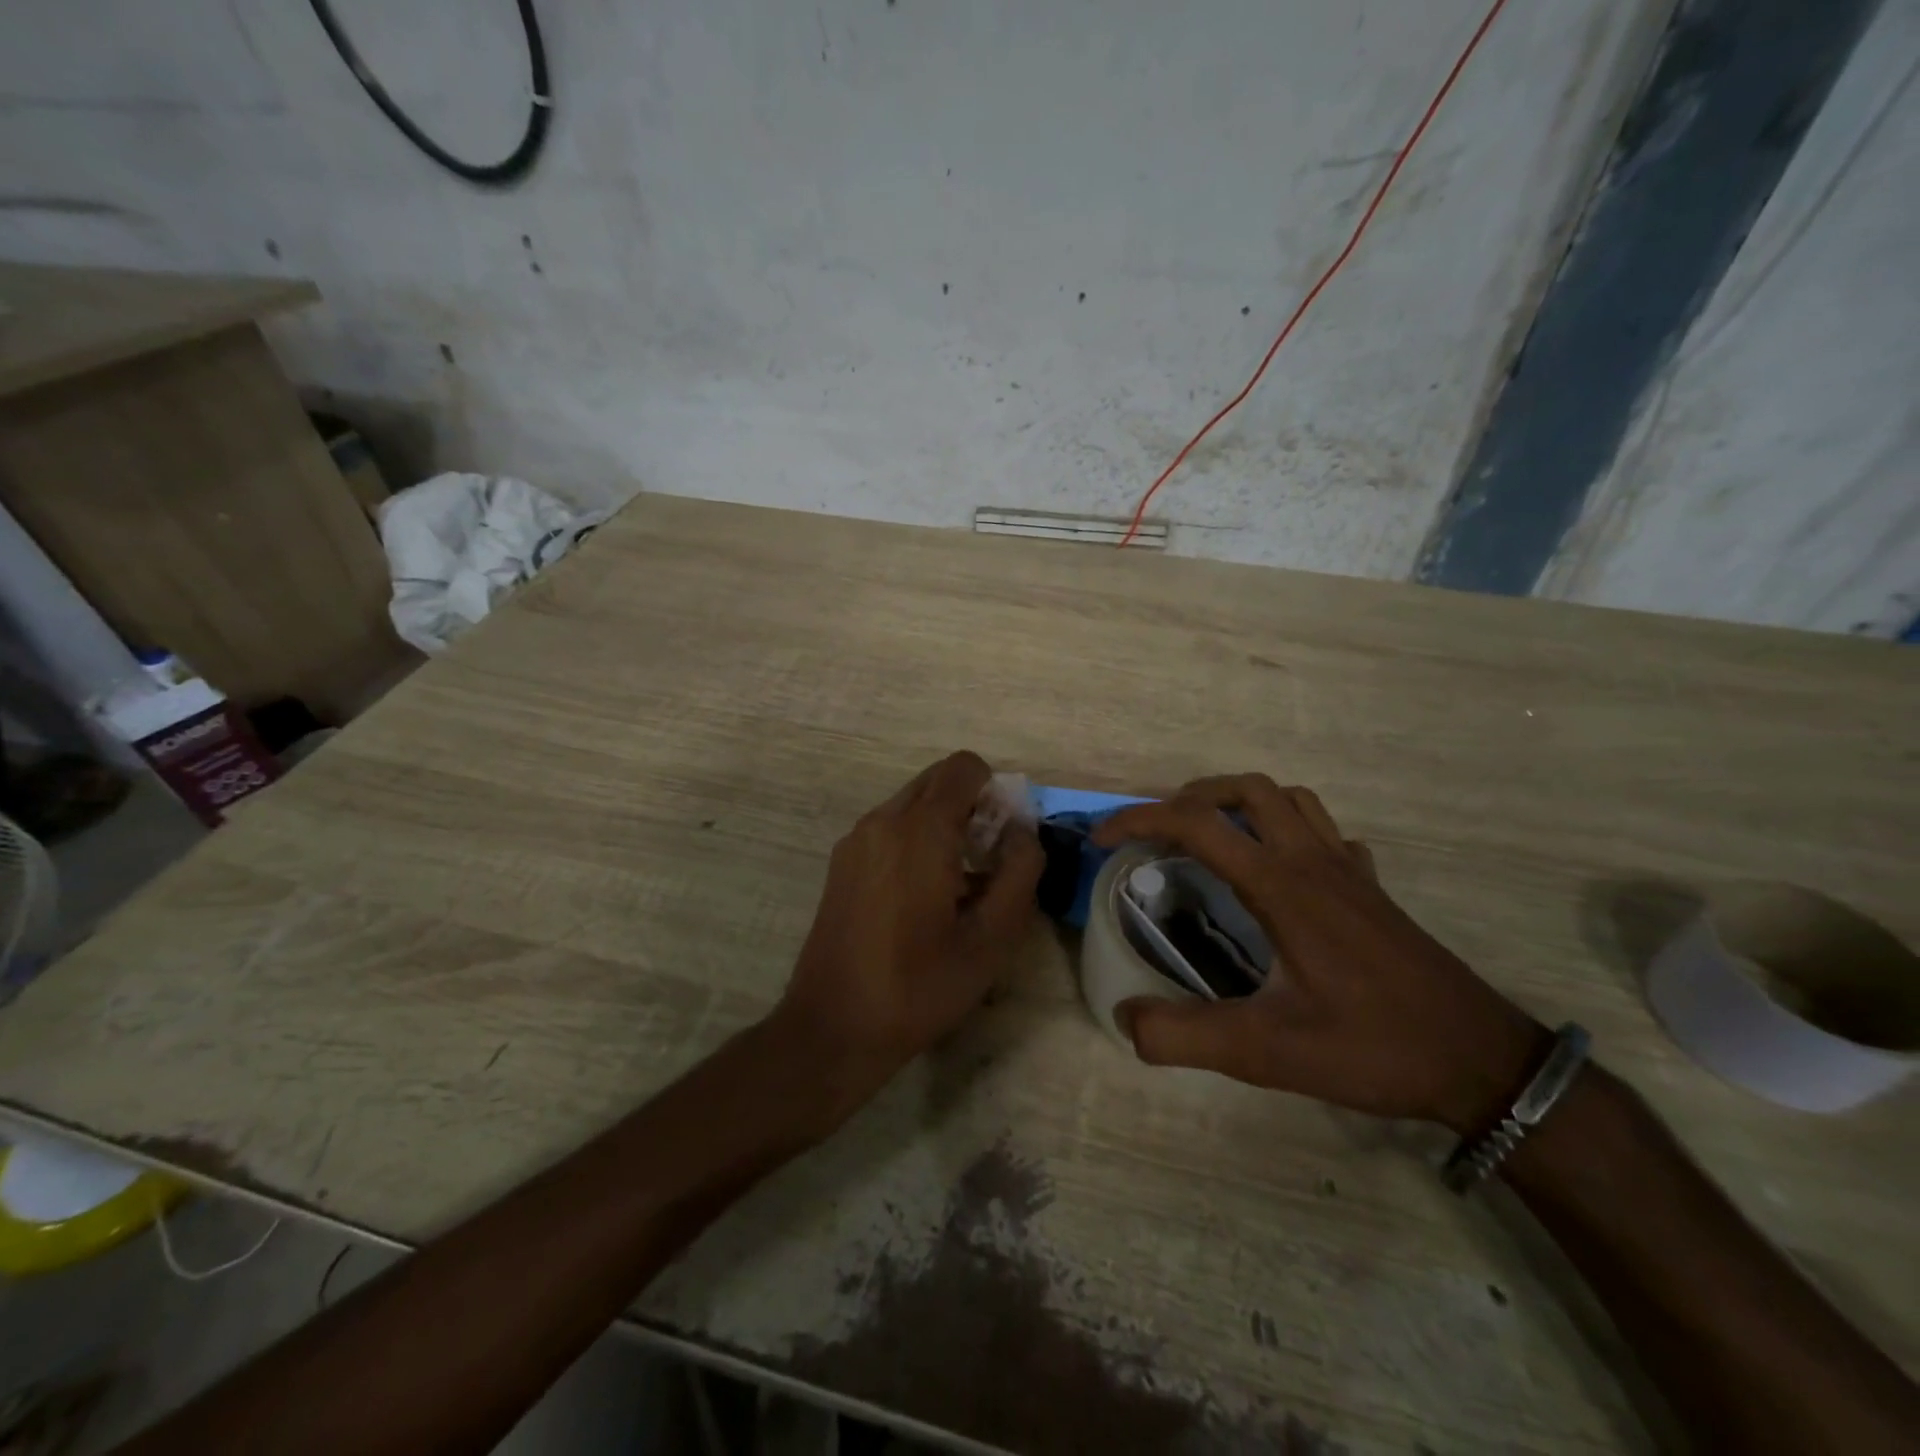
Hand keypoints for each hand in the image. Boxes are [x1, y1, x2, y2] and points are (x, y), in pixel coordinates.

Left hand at [773, 752, 1043, 1104]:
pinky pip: (890, 827)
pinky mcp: (842, 862)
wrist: (834, 1027)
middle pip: (937, 780)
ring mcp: (855, 840)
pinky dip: (916, 840)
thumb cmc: (920, 986)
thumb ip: (1020, 872)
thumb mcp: (991, 939)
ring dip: (944, 824)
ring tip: (956, 886)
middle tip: (988, 863)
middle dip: (972, 805)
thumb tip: (1022, 831)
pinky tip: (921, 898)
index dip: (995, 789)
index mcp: (919, 829)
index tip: (1005, 838)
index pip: (964, 767)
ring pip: (912, 803)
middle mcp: (882, 820)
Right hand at [1092, 775, 1546, 1132]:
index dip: (1139, 818)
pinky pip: (1326, 833)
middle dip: (1191, 797)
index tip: (1104, 838)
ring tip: (1211, 837)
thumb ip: (1186, 1037)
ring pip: (1290, 800)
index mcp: (1281, 886)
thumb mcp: (1268, 1052)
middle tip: (1160, 833)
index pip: (1197, 823)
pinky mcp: (1371, 889)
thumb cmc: (1374, 1047)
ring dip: (1241, 803)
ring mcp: (1348, 870)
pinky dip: (1289, 831)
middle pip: (1247, 790)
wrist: (1482, 1061)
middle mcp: (1313, 862)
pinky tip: (1280, 870)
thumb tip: (1124, 1021)